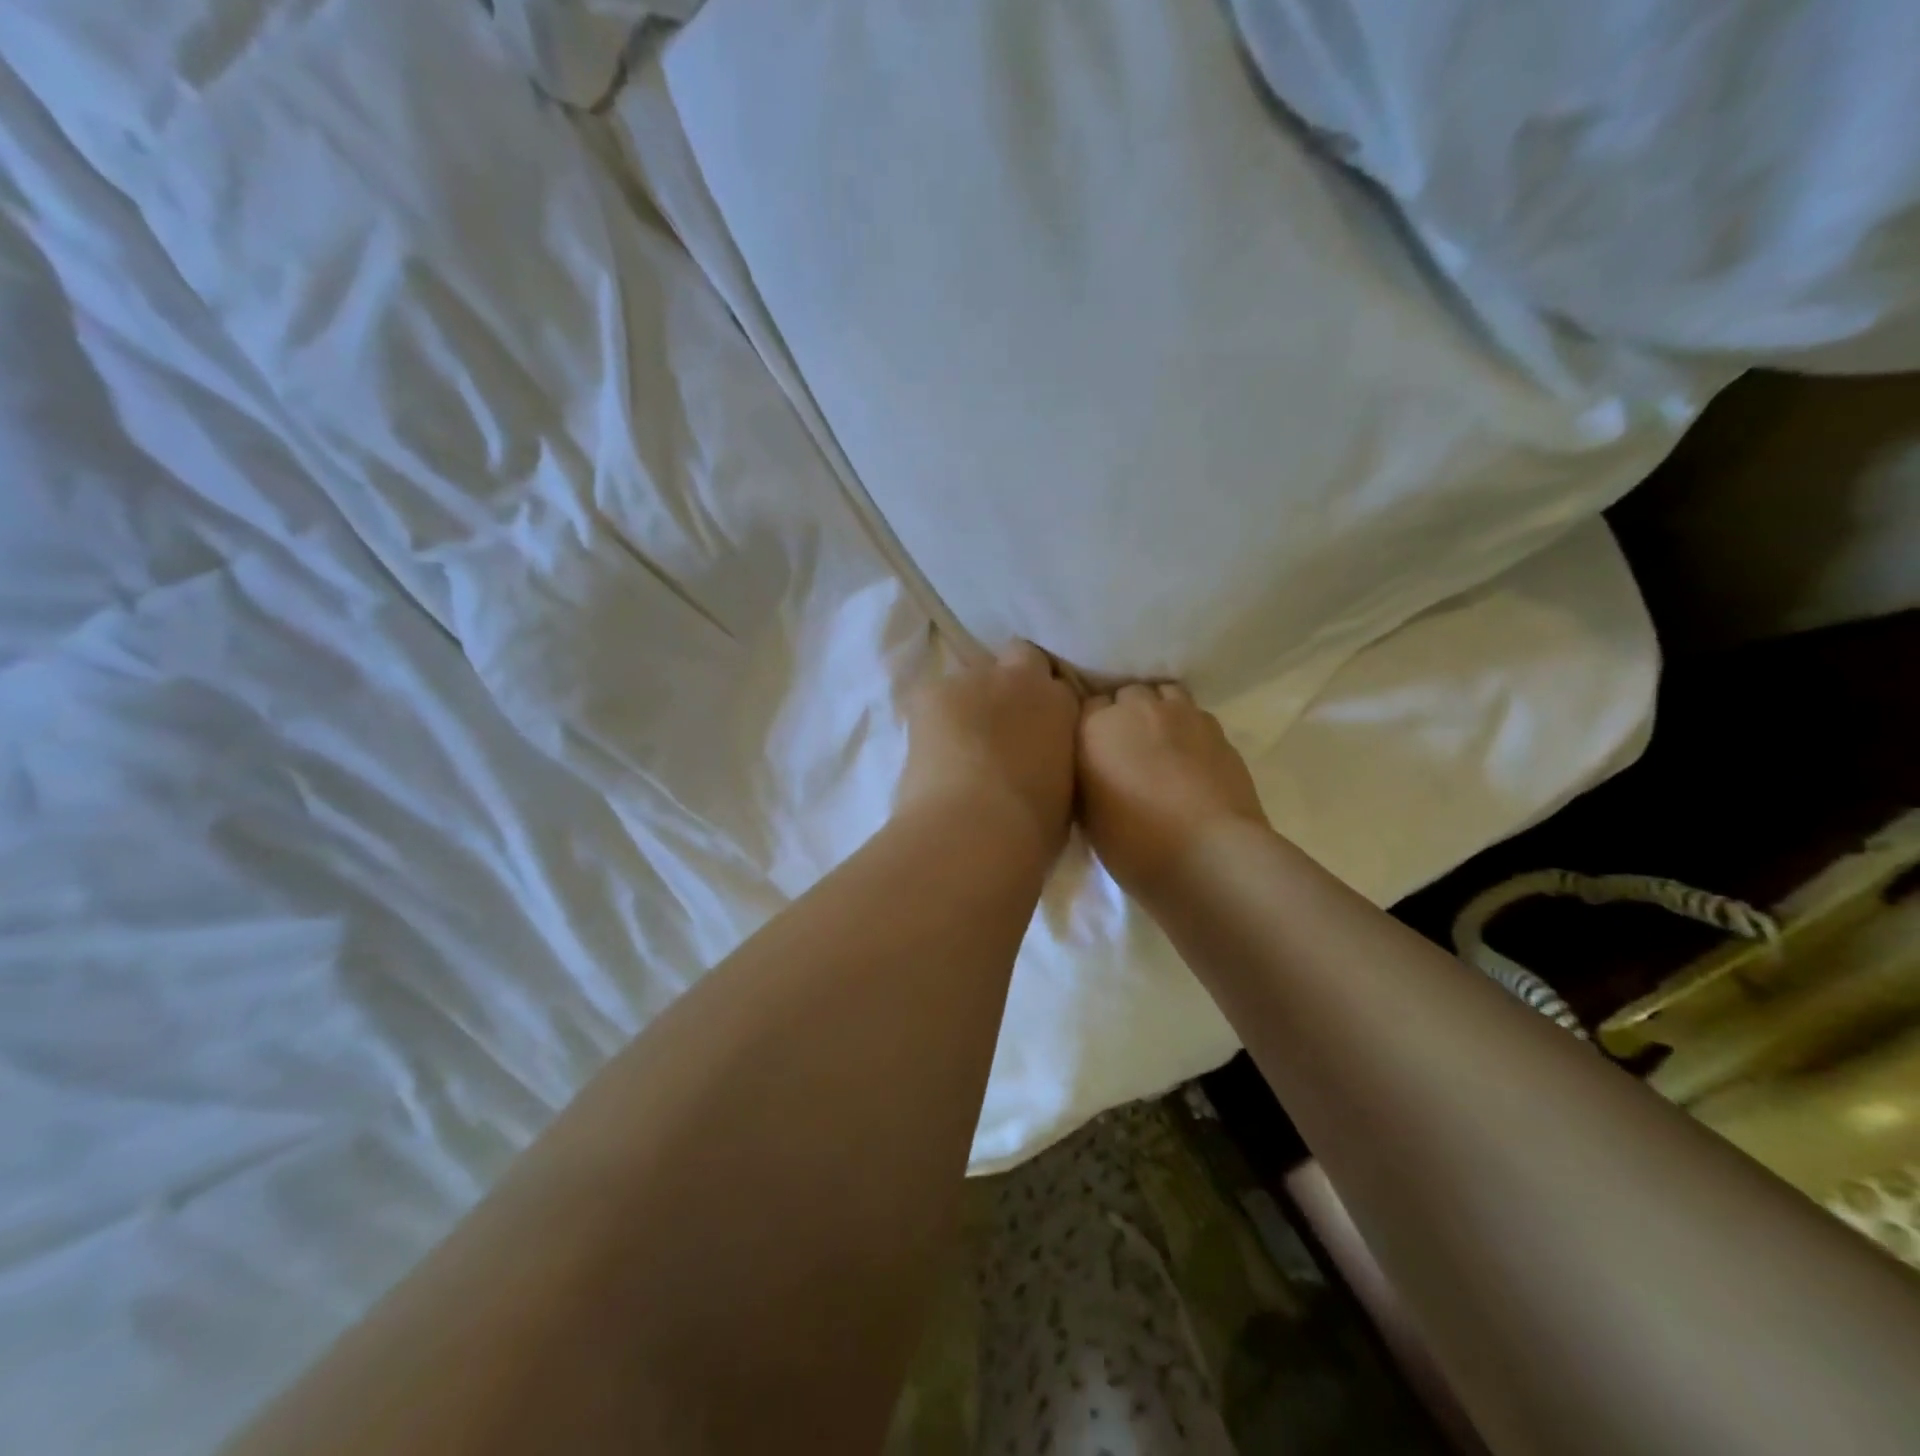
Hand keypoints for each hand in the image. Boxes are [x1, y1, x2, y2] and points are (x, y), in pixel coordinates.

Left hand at [897, 642, 1080, 862]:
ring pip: (969, 682)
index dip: (1044, 703)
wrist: (973, 830)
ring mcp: (971, 680)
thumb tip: (1039, 760)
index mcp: (1061, 703)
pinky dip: (933, 719)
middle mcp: (1019, 679)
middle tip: (998, 726)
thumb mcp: (1063, 789)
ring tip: (957, 747)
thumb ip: (1055, 758)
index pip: (1056, 683)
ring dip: (968, 704)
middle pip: (1017, 660)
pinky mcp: (930, 693)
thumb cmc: (1031, 826)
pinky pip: (934, 699)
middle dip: (1009, 685)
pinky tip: (930, 751)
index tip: (1036, 729)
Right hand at [1077, 683, 1268, 907]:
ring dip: (1158, 710)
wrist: (1209, 854)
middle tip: (1127, 747)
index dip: (1091, 727)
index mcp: (1095, 727)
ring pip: (1164, 694)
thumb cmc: (1135, 843)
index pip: (1085, 705)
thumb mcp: (1087, 815)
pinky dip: (1187, 727)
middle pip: (1126, 694)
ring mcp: (1181, 714)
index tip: (1094, 750)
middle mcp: (1136, 709)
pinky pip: (1194, 714)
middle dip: (1125, 713)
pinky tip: (1190, 754)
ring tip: (1160, 741)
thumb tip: (1092, 768)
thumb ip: (1086, 778)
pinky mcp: (1216, 728)